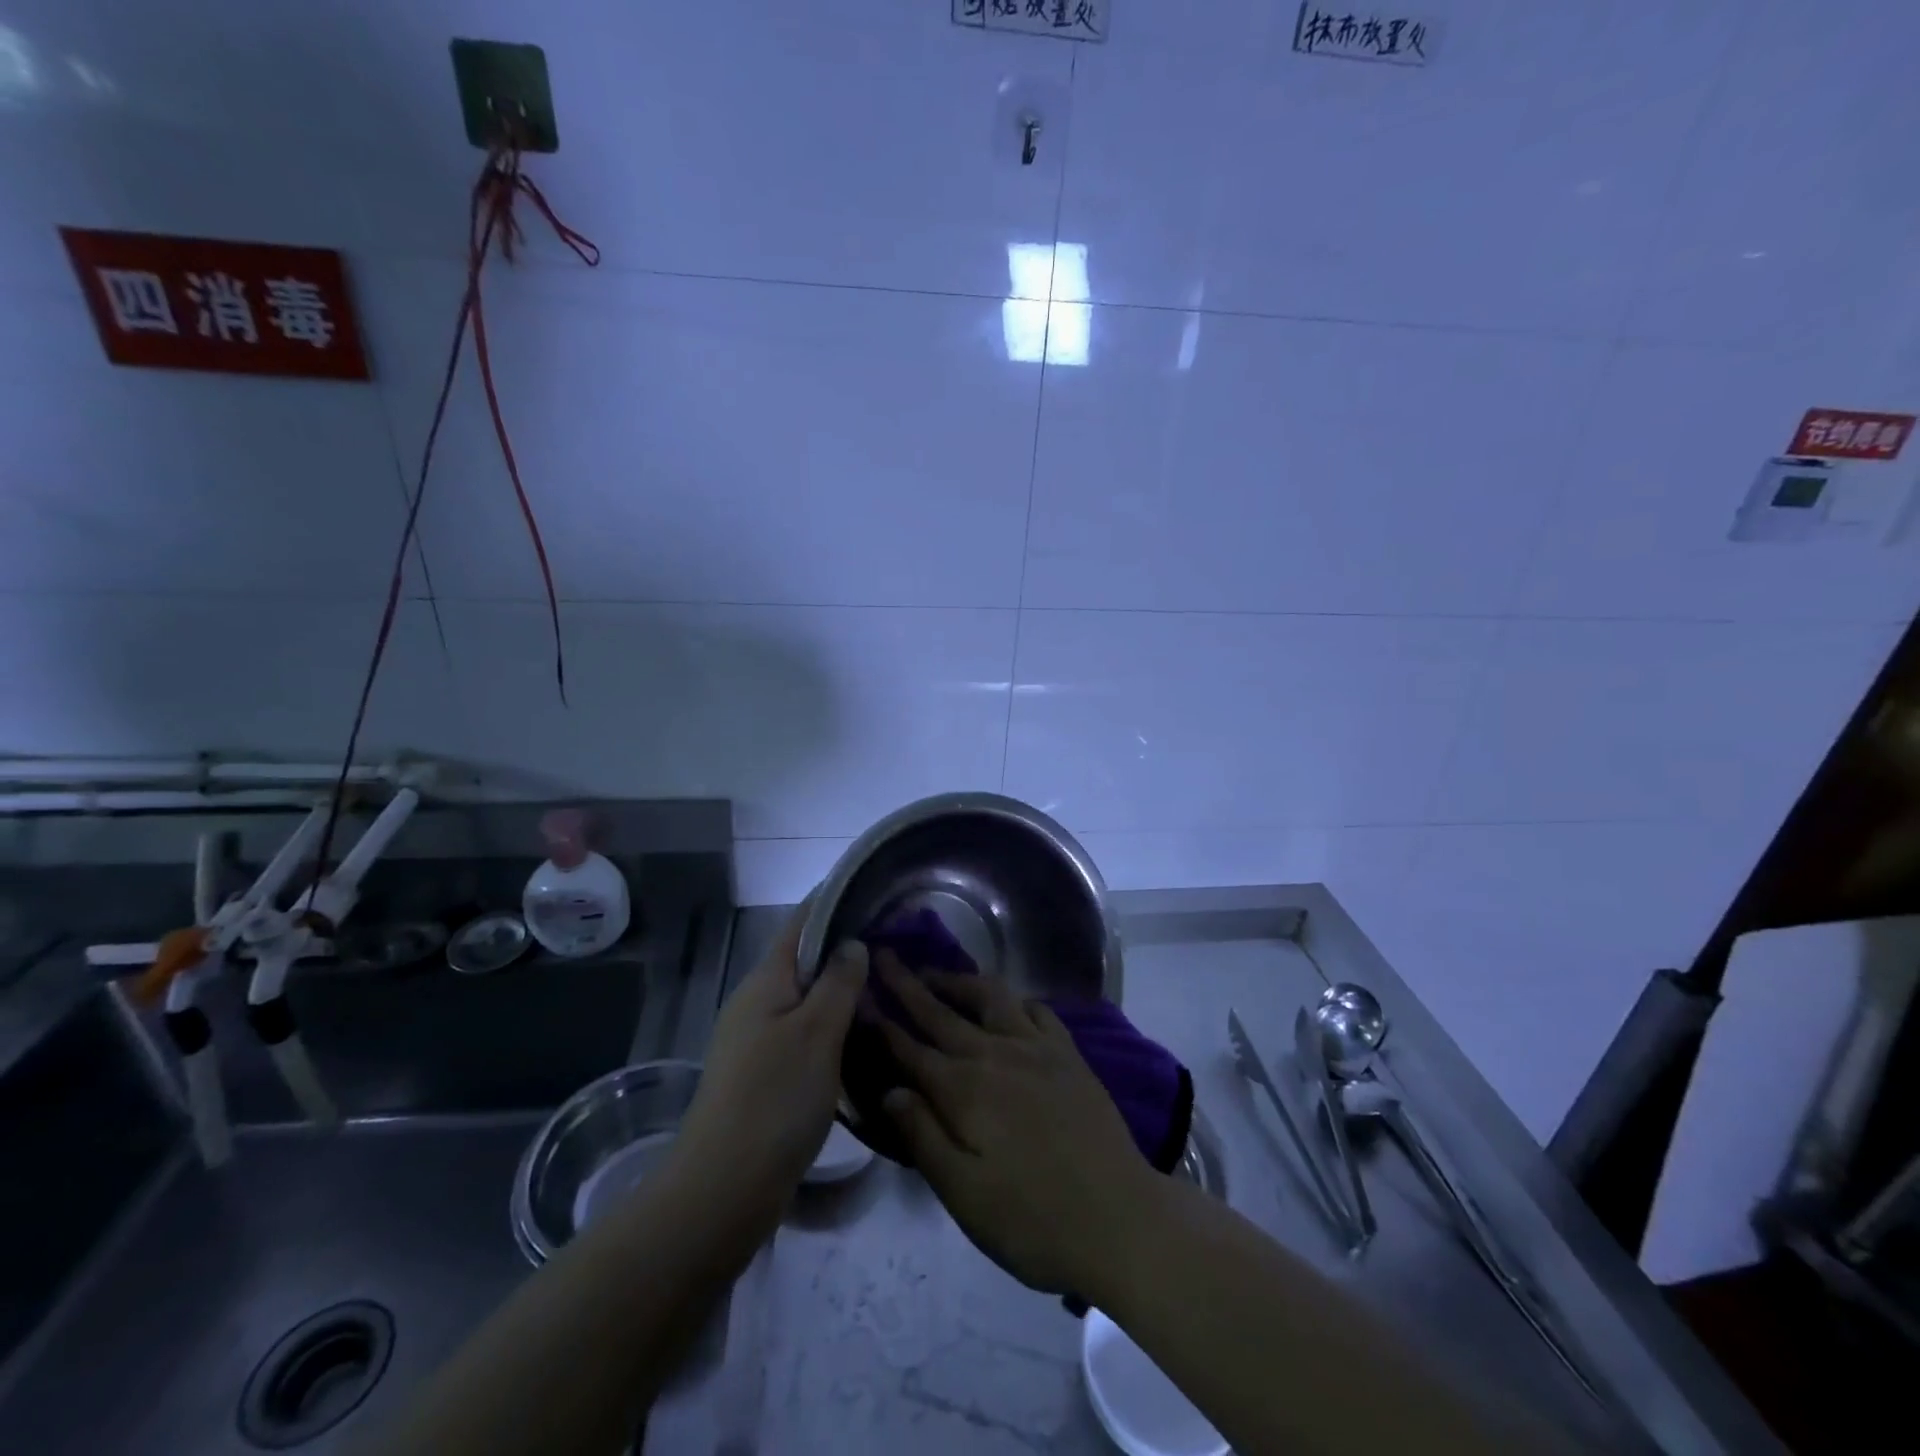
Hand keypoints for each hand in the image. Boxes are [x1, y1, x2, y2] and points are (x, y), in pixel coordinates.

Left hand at [672, 909, 867, 1227]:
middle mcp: (758, 1003)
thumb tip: (852, 944)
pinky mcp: (764, 1075)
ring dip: (842, 991)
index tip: (873, 890)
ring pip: (807, 1000)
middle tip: (896, 945)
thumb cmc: (774, 1099)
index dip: (833, 900)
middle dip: (846, 948)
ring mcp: (757, 1041)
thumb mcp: (816, 1033)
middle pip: (804, 960)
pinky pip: (805, 1034)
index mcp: (766, 981)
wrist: (723, 1190)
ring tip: (889, 988)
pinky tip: (863, 1038)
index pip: (801, 922)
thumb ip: (838, 982)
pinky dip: (834, 1027)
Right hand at [876, 954, 1154, 1295]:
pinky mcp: (1068, 1052)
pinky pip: (1036, 1009)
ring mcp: (1036, 1047)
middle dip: (908, 983)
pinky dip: (1013, 999)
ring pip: (989, 996)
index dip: (882, 1021)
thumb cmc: (1032, 1219)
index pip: (910, 1048)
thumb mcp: (964, 1194)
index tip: (859, 994)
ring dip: (959, 981)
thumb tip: (888, 1089)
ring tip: (938, 975)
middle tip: (884, 956)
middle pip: (941, 1011)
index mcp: (963, 1090)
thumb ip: (923, 1136)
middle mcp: (995, 1054)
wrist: (1119, 1219)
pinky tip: (1008, 1004)